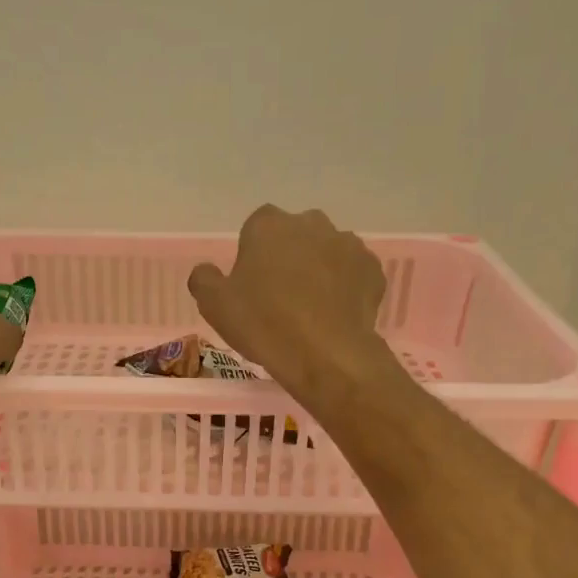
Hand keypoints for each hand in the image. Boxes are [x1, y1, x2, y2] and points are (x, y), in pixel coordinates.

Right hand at [189, 206, 396, 403]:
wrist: (325, 354)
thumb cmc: (264, 324)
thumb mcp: (214, 306)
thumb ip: (204, 280)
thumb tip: (206, 270)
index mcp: (269, 225)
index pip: (256, 228)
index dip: (253, 255)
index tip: (251, 285)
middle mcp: (311, 223)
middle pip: (295, 236)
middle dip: (289, 257)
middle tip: (280, 297)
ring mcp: (348, 244)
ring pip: (327, 253)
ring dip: (319, 271)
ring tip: (310, 311)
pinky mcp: (373, 270)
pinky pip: (353, 275)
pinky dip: (345, 289)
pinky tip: (335, 316)